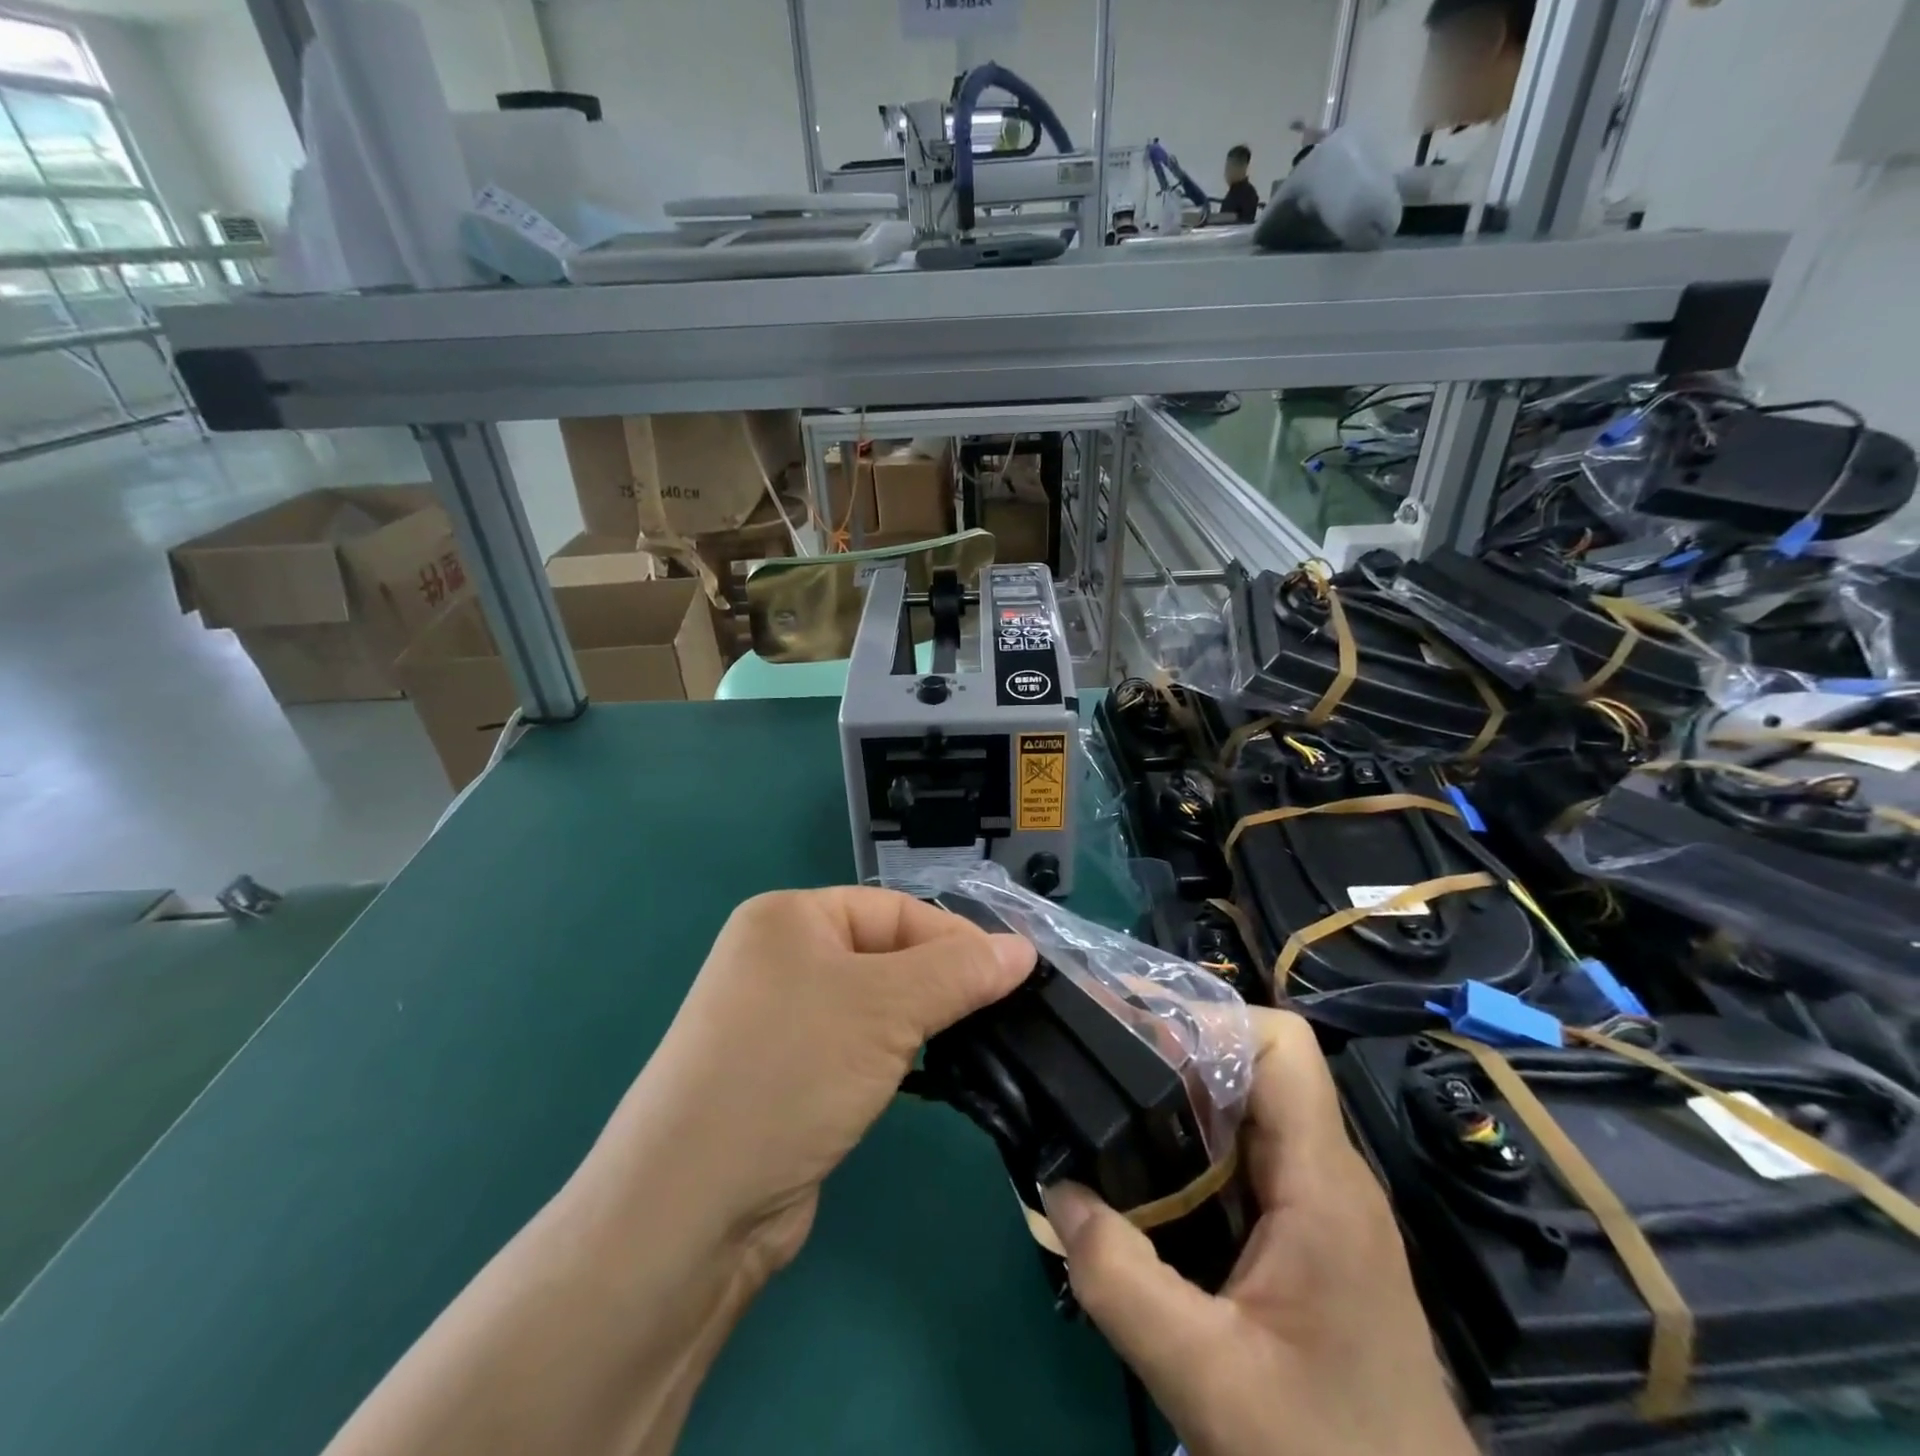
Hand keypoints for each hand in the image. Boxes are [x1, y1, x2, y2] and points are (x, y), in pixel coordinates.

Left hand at [585, 887, 1034, 1272]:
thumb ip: (959, 972)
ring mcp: (781, 1019)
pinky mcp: (789, 1074)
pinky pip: (859, 1046)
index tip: (1016, 975)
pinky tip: (928, 1074)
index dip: (958, 939)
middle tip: (1004, 1014)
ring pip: (876, 1004)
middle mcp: (780, 958)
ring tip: (976, 1044)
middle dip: (943, 983)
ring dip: (922, 1022)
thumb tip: (1024, 949)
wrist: (691, 1208)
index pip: (896, 910)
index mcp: (790, 917)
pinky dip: (896, 1056)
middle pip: (887, 954)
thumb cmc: (790, 1072)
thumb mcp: (885, 1008)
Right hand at [1041, 1009, 1475, 1455]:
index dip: (1209, 1019)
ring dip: (1178, 1101)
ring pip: (1245, 1112)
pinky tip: (1144, 1181)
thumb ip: (1121, 1281)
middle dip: (1175, 1050)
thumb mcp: (1207, 1378)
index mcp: (1321, 1181)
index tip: (1135, 1032)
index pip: (1281, 1043)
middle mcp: (1327, 1174)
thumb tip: (1056, 1186)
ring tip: (1106, 1107)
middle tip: (1099, 1059)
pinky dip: (1191, 1150)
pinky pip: (1244, 1160)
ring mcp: (1321, 1205)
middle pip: (1253, 1066)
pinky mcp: (1308, 1236)